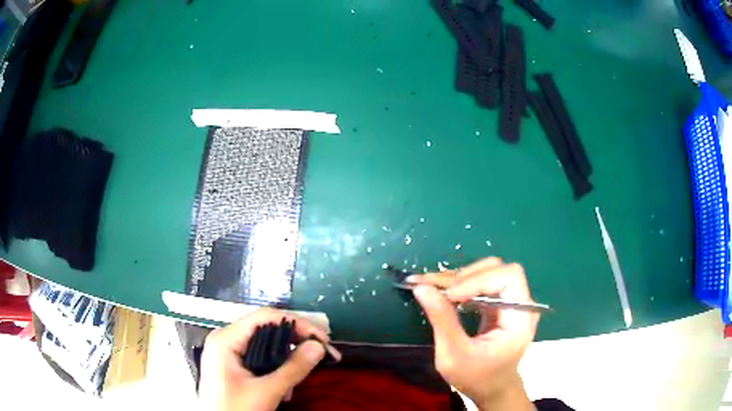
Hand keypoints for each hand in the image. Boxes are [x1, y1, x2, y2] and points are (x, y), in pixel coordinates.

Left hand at [198, 308, 340, 410]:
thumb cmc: (234, 409)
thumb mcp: (266, 391)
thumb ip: (293, 369)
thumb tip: (318, 346)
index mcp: (226, 339)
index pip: (265, 316)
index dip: (296, 323)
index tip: (321, 339)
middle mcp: (225, 339)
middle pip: (266, 329)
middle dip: (294, 343)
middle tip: (319, 354)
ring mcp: (227, 352)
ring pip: (265, 345)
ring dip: (286, 360)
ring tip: (298, 379)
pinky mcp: (232, 365)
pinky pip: (259, 358)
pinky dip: (275, 369)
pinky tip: (283, 388)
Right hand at [409, 258, 539, 410]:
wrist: (492, 389)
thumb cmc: (476, 378)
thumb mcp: (454, 355)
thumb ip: (442, 320)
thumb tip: (421, 287)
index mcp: (520, 318)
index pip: (508, 277)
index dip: (478, 280)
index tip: (448, 295)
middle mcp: (521, 304)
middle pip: (498, 269)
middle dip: (465, 275)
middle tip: (435, 287)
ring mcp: (512, 303)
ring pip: (489, 272)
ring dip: (460, 277)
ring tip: (434, 287)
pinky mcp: (501, 304)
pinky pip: (483, 283)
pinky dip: (462, 285)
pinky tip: (445, 293)